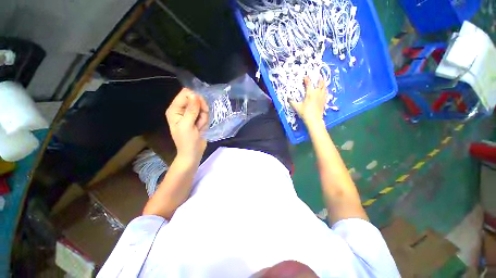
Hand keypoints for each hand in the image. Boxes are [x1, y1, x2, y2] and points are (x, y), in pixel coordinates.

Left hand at [166, 88, 208, 161]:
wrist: (193, 153)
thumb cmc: (187, 141)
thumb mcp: (188, 125)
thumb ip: (191, 110)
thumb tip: (195, 95)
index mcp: (175, 109)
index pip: (185, 94)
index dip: (195, 98)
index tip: (201, 108)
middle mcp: (182, 109)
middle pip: (196, 99)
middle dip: (201, 109)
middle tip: (200, 120)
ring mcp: (190, 114)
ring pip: (202, 107)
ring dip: (204, 117)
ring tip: (199, 127)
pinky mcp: (197, 119)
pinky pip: (205, 114)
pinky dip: (205, 121)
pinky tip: (201, 128)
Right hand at [290, 77, 326, 126]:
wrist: (314, 119)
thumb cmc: (305, 113)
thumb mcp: (297, 107)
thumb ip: (292, 102)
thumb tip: (288, 99)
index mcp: (310, 93)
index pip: (308, 84)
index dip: (307, 79)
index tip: (305, 76)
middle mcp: (317, 93)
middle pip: (320, 83)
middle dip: (319, 79)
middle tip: (318, 76)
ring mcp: (322, 97)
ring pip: (325, 87)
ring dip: (323, 83)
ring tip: (322, 82)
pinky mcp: (324, 101)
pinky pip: (326, 93)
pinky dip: (325, 90)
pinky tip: (324, 91)